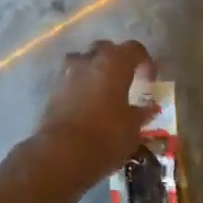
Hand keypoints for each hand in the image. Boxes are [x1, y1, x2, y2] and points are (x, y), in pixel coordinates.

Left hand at [30, 39, 155, 184]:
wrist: (62, 153)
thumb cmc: (106, 136)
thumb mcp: (132, 128)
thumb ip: (141, 113)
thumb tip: (148, 108)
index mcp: (114, 63)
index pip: (134, 49)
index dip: (145, 61)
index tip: (150, 80)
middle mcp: (89, 61)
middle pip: (105, 49)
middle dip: (116, 60)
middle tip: (125, 80)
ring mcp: (67, 74)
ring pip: (83, 61)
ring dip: (94, 70)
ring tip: (103, 90)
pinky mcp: (52, 91)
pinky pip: (70, 81)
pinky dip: (80, 87)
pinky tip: (87, 105)